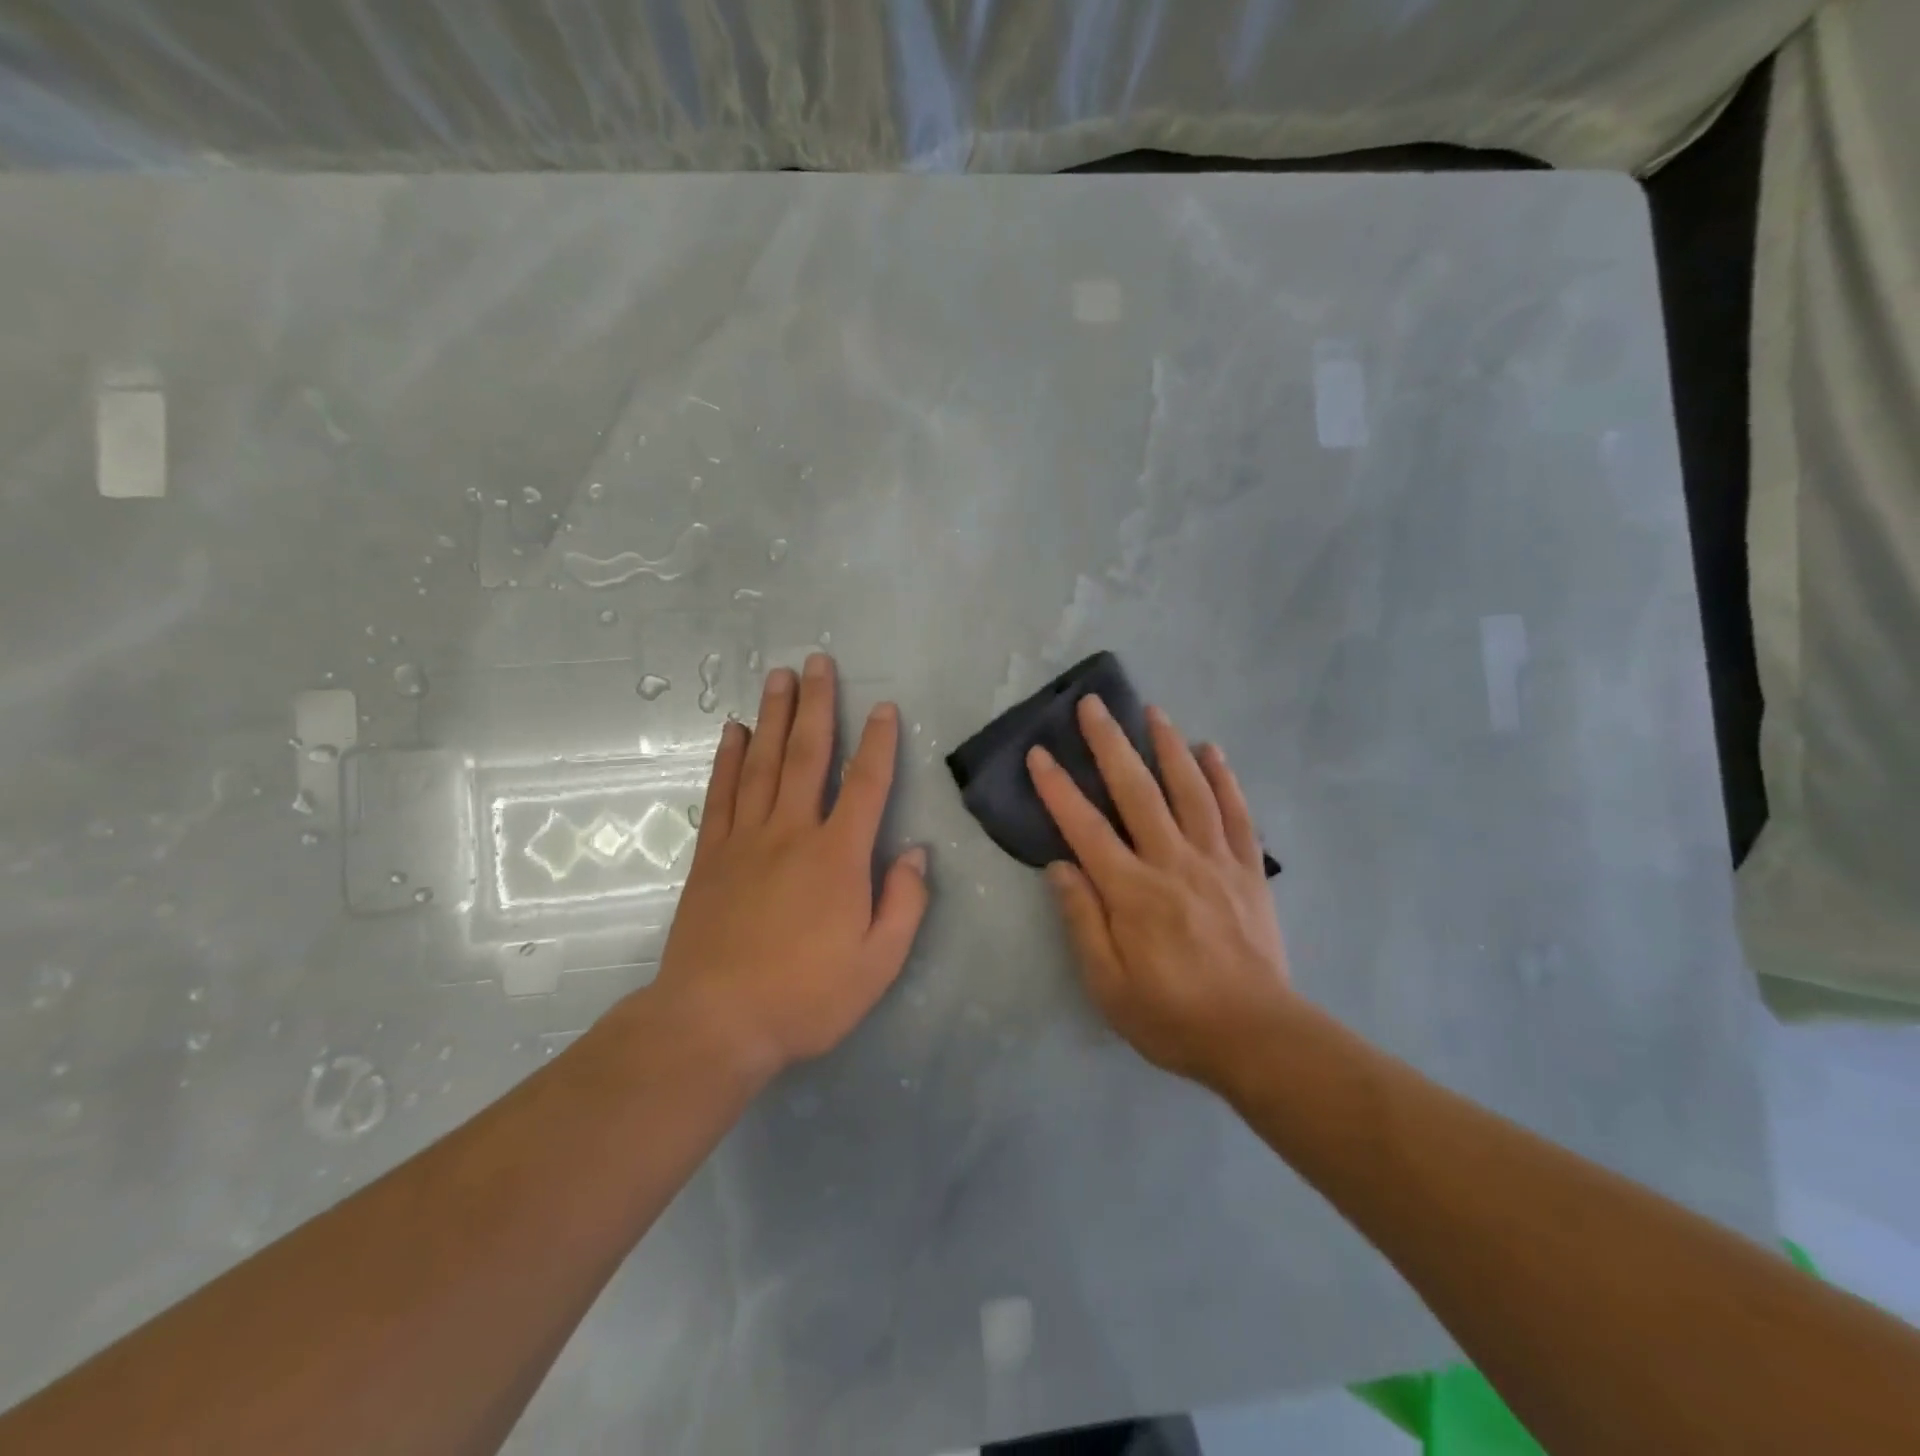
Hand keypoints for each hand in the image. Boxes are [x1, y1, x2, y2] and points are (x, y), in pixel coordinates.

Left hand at [651, 653, 928, 1081]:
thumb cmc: (806, 997)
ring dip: (773, 716)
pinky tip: (732, 731)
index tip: (884, 707)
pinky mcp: (711, 856)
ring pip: (762, 763)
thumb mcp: (878, 964)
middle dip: (817, 705)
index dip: (879, 743)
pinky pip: (721, 794)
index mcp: (838, 856)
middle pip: (807, 755)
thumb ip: (904, 904)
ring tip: (779, 676)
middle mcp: (792, 833)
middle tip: (818, 661)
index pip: (866, 784)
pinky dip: (727, 759)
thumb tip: (917, 854)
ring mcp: (746, 840)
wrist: (714, 1023)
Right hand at [1028, 696, 1292, 1089]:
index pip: (1085, 828)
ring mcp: (1216, 861)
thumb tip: (1059, 866)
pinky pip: (1237, 813)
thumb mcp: (1108, 986)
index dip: (1058, 789)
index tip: (1040, 754)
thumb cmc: (1172, 1017)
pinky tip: (1212, 750)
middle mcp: (1172, 862)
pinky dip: (1224, 778)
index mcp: (1132, 892)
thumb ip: (1082, 921)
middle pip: (1137, 791)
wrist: (1257, 1037)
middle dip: (1110, 744)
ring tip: (1153, 711)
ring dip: (1168, 746)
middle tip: (1093, 705)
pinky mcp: (1249, 870)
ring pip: (1189, 790)